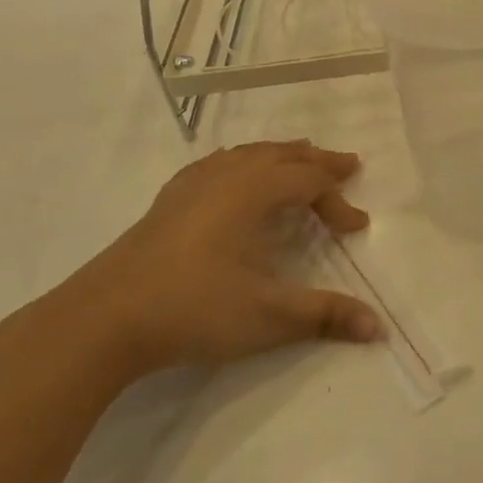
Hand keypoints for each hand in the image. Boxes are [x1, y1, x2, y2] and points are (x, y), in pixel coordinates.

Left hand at [60, 141, 381, 375]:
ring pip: (247, 154)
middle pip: (282, 155)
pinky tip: (234, 174)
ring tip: (298, 158)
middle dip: (317, 161)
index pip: (309, 182)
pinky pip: (216, 164)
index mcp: (253, 192)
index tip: (357, 227)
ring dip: (280, 156)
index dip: (338, 201)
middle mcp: (226, 177)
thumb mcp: (269, 316)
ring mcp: (191, 185)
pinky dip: (241, 162)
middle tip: (346, 165)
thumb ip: (326, 316)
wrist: (104, 320)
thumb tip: (379, 328)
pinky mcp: (167, 201)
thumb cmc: (194, 309)